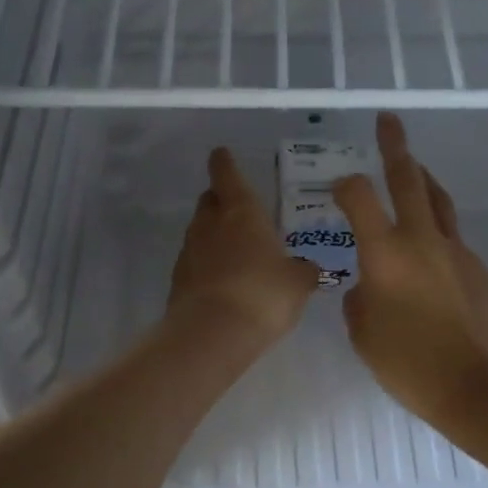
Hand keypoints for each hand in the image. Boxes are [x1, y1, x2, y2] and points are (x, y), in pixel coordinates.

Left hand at [168, 146, 318, 347]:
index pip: (227, 175)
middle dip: (220, 200)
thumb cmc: (263, 294)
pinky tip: (221, 280)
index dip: (224, 163)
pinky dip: (205, 264)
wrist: (213, 333)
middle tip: (236, 208)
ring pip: (199, 231)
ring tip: (233, 248)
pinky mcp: (178, 281)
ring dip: (213, 234)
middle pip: (210, 201)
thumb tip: (309, 268)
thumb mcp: (297, 283)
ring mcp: (189, 252)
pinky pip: (194, 262)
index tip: (221, 154)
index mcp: (241, 212)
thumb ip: (304, 271)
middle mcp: (210, 224)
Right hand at [334, 114, 487, 427]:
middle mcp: (422, 240)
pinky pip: (452, 238)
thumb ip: (357, 300)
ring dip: (423, 178)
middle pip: (408, 180)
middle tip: (388, 121)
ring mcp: (456, 251)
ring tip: (414, 166)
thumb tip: (366, 287)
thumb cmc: (409, 364)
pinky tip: (430, 253)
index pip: (359, 198)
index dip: (344, 185)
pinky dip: (437, 231)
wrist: (479, 386)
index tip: (338, 189)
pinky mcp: (479, 269)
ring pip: (438, 201)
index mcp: (385, 253)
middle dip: (394, 147)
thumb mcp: (362, 334)